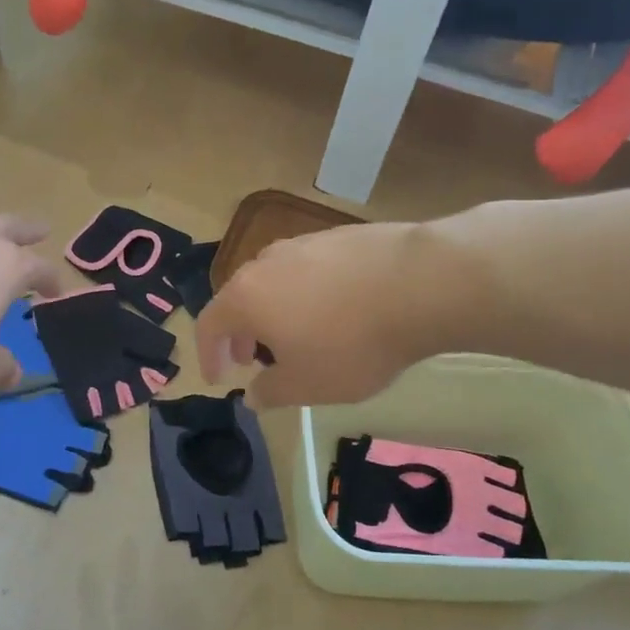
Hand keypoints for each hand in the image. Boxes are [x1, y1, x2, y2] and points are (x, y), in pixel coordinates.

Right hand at [196, 221, 436, 408]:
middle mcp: (265, 263)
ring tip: (294, 335)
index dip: (208, 355)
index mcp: (245, 297)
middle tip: (252, 360)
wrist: (421, 283)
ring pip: (273, 281)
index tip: (219, 378)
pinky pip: (307, 270)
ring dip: (272, 311)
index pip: (208, 325)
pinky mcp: (338, 235)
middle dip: (240, 333)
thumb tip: (252, 394)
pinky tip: (334, 311)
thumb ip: (270, 392)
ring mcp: (303, 243)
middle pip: (238, 298)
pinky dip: (305, 294)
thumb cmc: (351, 343)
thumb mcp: (307, 384)